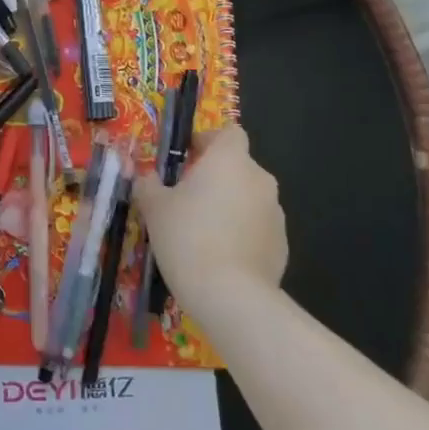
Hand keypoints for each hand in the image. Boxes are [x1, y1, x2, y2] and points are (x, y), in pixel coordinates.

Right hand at [132, 124, 287, 309]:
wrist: (231, 296)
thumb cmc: (187, 237)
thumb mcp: (154, 207)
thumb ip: (148, 185)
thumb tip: (146, 177)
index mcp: (230, 160)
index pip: (229, 132)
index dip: (208, 141)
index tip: (186, 159)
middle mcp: (259, 179)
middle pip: (237, 166)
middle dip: (214, 177)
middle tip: (185, 199)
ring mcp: (275, 213)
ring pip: (247, 197)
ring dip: (228, 205)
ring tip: (201, 232)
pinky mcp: (282, 245)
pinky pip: (256, 227)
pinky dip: (241, 233)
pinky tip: (219, 256)